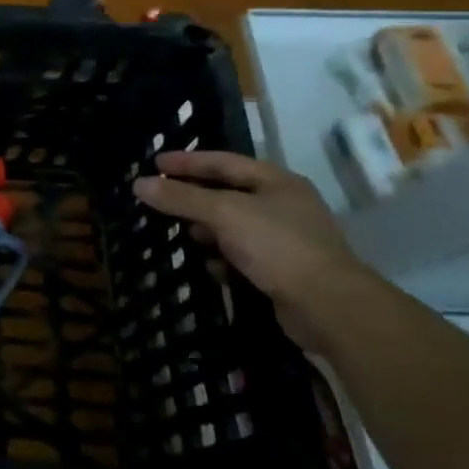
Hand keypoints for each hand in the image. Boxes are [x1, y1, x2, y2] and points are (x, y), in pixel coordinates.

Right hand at [132, 151, 368, 351]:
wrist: (329, 307)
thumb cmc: (277, 246)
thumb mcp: (224, 214)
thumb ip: (181, 198)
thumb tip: (139, 184)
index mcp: (276, 182)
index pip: (223, 162)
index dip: (188, 161)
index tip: (155, 162)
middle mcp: (283, 205)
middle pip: (228, 193)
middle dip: (193, 196)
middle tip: (160, 198)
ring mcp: (285, 239)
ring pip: (233, 226)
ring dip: (206, 230)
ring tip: (180, 233)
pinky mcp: (282, 270)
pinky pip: (242, 256)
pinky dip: (223, 258)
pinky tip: (210, 266)